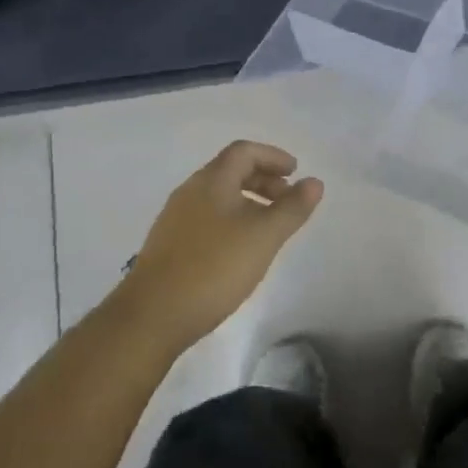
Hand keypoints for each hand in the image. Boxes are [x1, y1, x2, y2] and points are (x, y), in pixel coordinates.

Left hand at [116, 141, 323, 352]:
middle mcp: (189, 191)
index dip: (272, 156)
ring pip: (218, 196)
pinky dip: (231, 219)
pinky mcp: (169, 244)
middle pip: (230, 171)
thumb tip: (314, 182)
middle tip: (288, 200)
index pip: (244, 152)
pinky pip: (207, 217)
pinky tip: (240, 249)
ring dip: (248, 201)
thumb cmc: (214, 268)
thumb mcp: (263, 237)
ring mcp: (175, 218)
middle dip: (263, 179)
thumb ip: (292, 208)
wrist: (153, 315)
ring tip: (269, 227)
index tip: (295, 172)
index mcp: (211, 181)